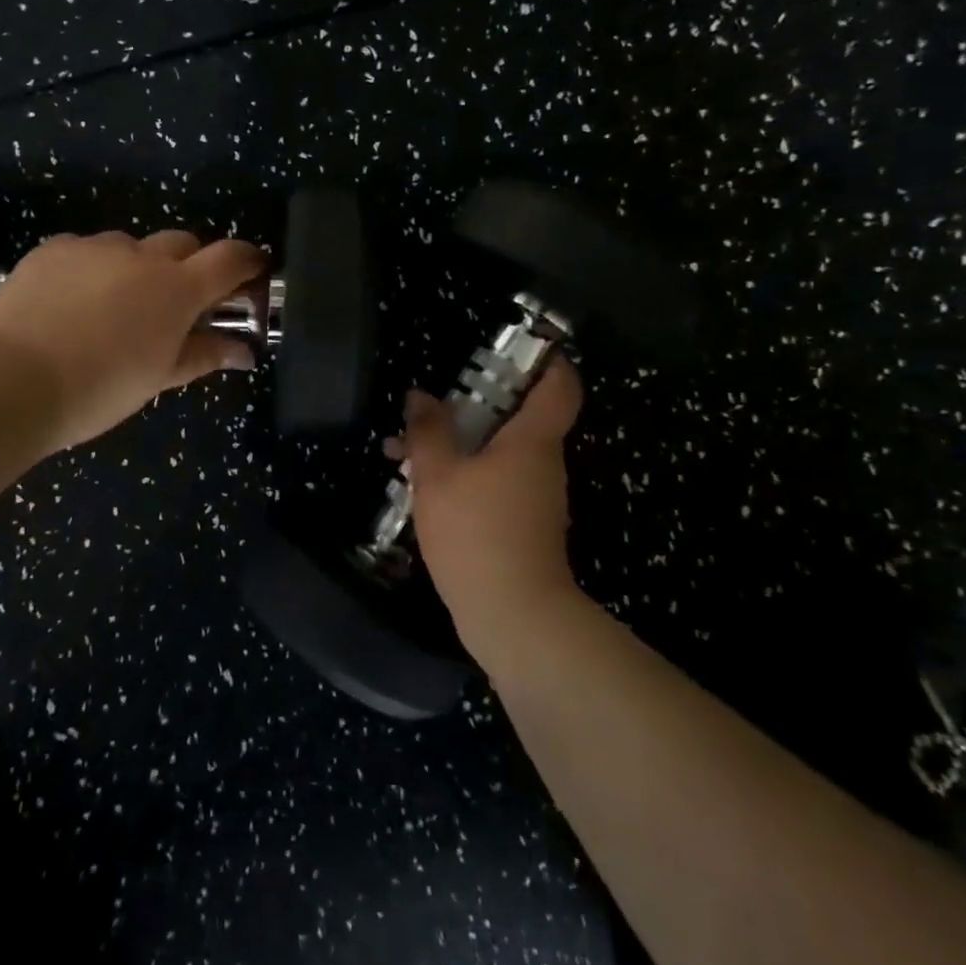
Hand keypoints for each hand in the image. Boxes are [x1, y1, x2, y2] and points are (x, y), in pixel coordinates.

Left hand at [0, 229, 264, 451]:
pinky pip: (86, 249)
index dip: (248, 260)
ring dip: (136, 267)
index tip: (254, 270)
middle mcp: (141, 255)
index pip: (229, 258)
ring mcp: (94, 247)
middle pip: (182, 241)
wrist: (10, 380)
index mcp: (176, 289)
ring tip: (113, 306)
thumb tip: (244, 351)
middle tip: (176, 301)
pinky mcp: (53, 248)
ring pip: (130, 245)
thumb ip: (203, 355)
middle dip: (189, 263)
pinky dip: (92, 268)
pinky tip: (71, 302)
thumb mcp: (158, 378)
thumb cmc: (99, 389)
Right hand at [387, 358, 584, 654]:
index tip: (519, 347)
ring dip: (459, 442)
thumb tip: (420, 395)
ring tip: (406, 446)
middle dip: (476, 403)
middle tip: (436, 399)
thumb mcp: (438, 475)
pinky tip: (421, 485)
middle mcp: (542, 464)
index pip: (559, 387)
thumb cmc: (477, 533)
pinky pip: (493, 482)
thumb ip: (428, 431)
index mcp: (532, 441)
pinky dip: (463, 473)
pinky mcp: (522, 526)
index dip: (548, 360)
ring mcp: (535, 498)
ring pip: (500, 452)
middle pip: (522, 417)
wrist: (514, 617)